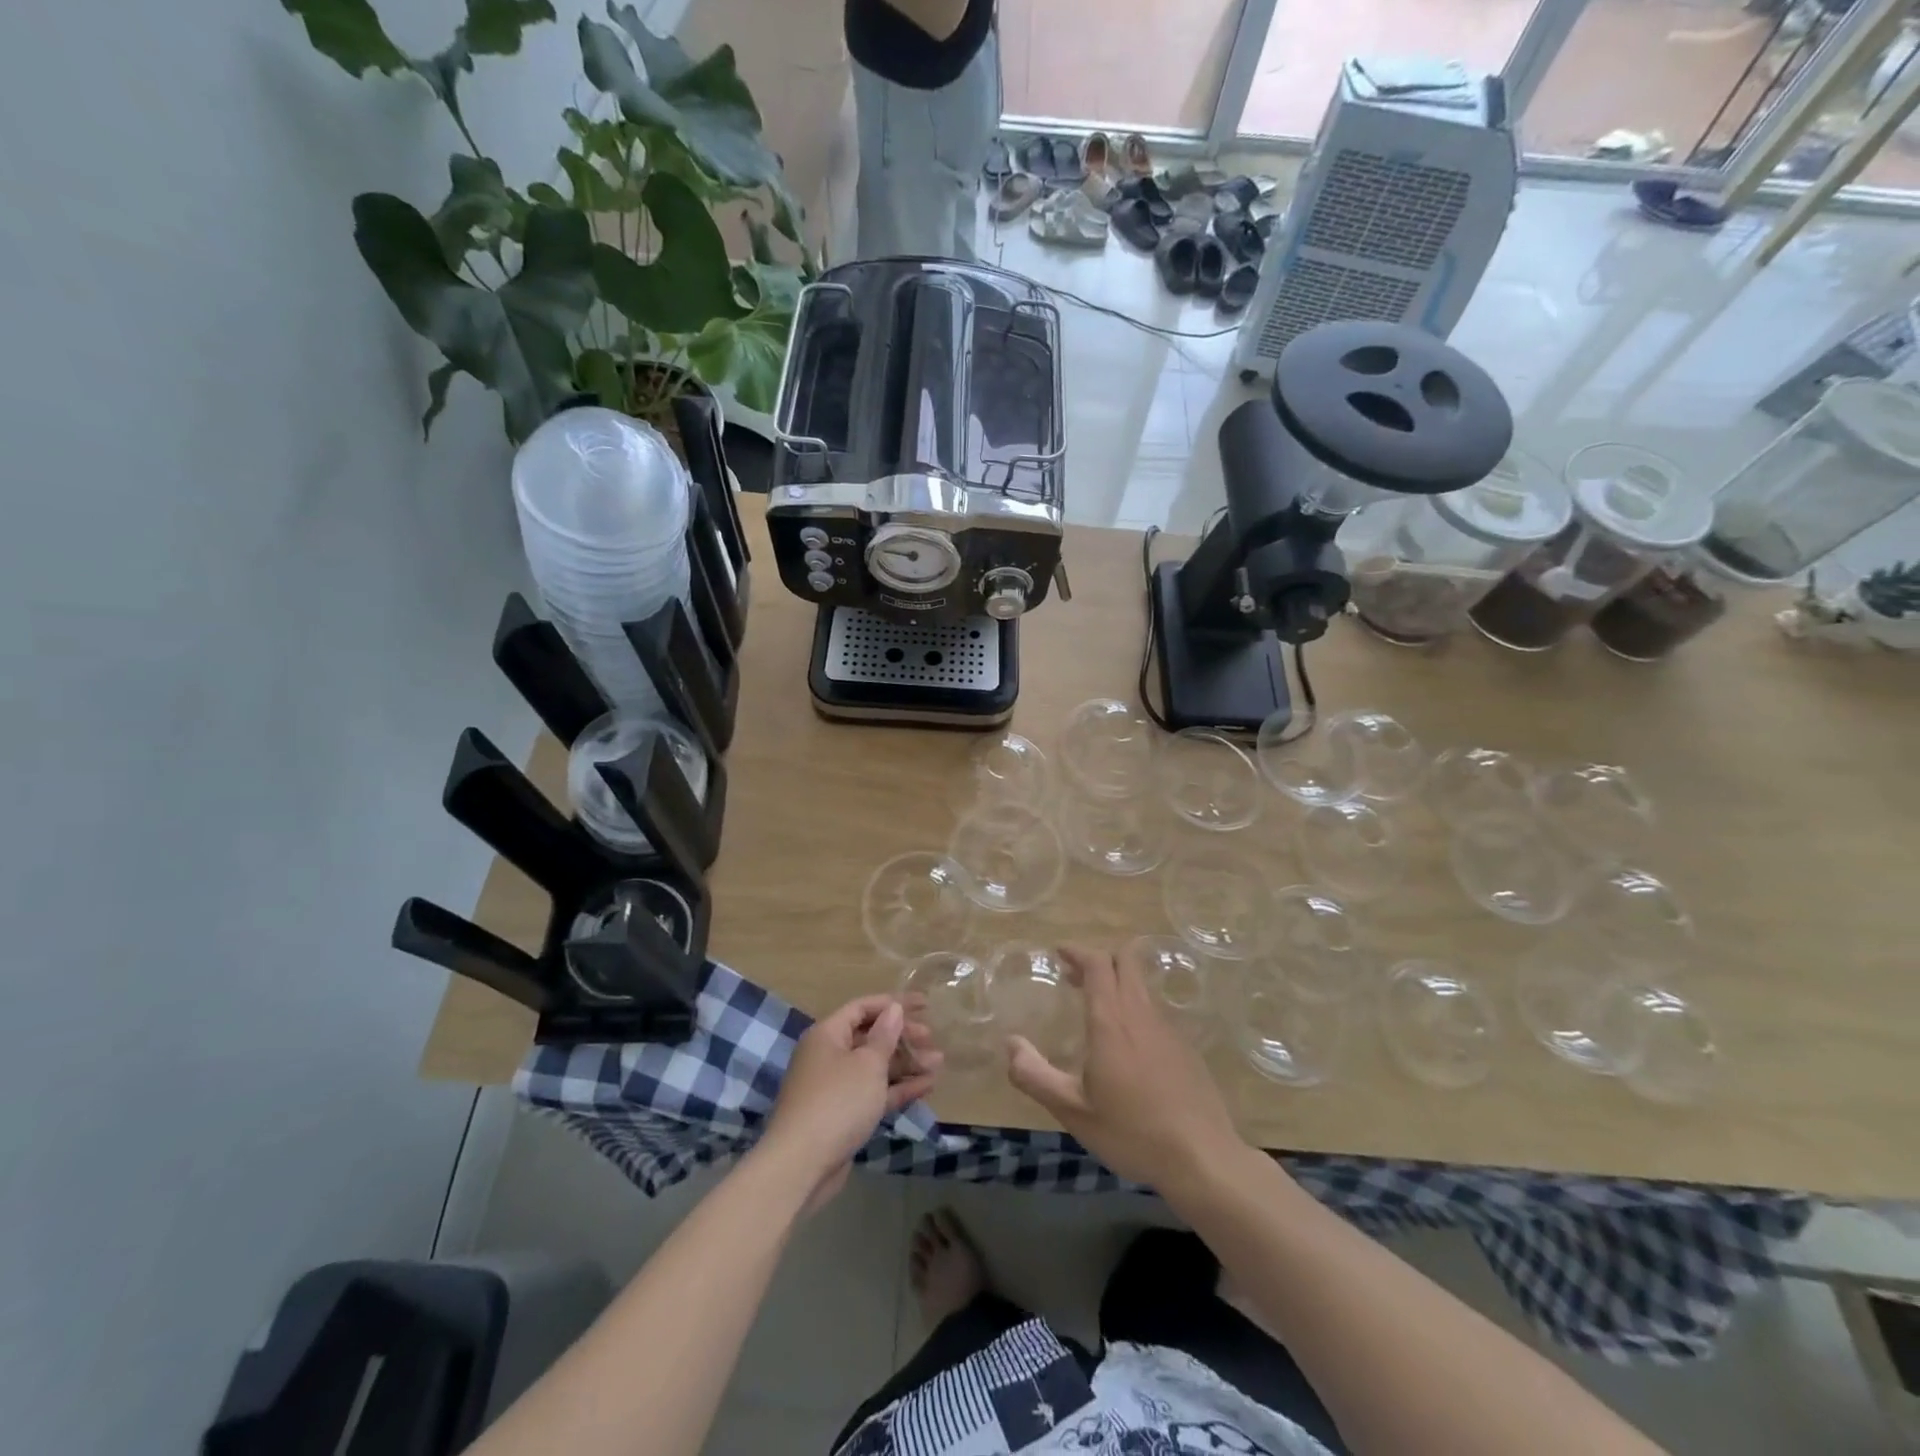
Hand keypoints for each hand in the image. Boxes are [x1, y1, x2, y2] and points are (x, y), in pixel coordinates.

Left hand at [763, 995, 940, 1207]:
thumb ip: (884, 1035)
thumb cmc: (837, 1101)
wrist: (802, 1165)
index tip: (924, 1004)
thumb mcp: (867, 1064)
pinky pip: (875, 1092)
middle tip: (931, 1038)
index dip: (894, 1002)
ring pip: (875, 1067)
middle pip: (870, 1037)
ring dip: (906, 1063)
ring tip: (938, 1062)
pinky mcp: (844, 1114)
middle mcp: (829, 1055)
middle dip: (902, 1036)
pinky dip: (898, 1088)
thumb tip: (893, 1008)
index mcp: (828, 1034)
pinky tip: (927, 1086)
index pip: (863, 1007)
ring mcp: (836, 1087)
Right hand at [1006, 943, 1243, 1191]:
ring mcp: (1167, 1029)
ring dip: (1117, 983)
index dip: (1078, 951)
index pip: (1097, 964)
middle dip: (1099, 959)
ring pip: (1141, 985)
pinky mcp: (1185, 1047)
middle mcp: (1140, 1014)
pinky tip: (1127, 1045)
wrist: (1202, 1158)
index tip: (1059, 953)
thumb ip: (1035, 1076)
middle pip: (1126, 961)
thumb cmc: (1132, 1132)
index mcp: (1111, 1022)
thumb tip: (1010, 1044)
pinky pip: (1154, 1011)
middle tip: (1075, 976)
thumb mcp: (1073, 1111)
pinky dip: (1134, 1008)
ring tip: (1096, 1008)